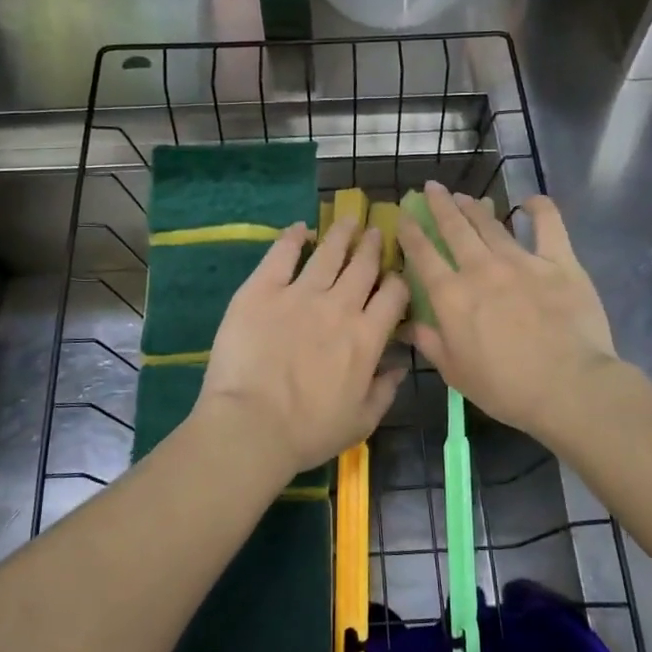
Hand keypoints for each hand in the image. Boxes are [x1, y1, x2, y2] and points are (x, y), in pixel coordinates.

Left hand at [199, 217, 408, 478]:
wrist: (251, 425)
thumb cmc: (308, 432)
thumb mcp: (361, 422)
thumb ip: (385, 390)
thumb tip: (400, 364)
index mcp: (366, 336)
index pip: (394, 295)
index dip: (398, 280)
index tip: (395, 274)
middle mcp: (339, 306)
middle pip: (363, 266)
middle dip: (373, 246)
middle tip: (376, 231)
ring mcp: (299, 293)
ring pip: (328, 253)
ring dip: (342, 234)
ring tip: (349, 220)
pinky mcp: (262, 289)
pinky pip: (282, 254)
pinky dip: (293, 237)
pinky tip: (300, 228)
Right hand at [399, 184, 618, 447]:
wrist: (568, 386)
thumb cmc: (506, 388)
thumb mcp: (455, 372)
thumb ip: (430, 342)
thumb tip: (406, 324)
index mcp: (452, 296)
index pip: (423, 255)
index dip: (411, 233)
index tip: (404, 216)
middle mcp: (481, 269)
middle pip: (455, 229)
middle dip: (441, 206)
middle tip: (432, 188)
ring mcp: (521, 261)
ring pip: (491, 225)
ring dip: (475, 207)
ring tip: (464, 195)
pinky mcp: (559, 262)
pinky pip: (548, 225)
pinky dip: (539, 209)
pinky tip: (530, 201)